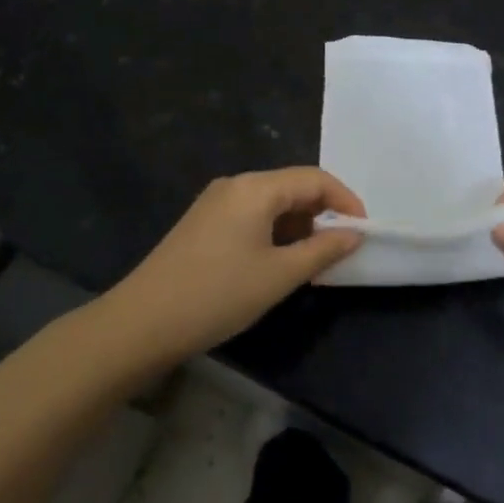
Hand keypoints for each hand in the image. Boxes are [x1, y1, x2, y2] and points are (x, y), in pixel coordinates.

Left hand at [107, 167, 365, 358]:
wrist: (141, 324)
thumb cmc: (217, 295)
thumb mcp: (278, 276)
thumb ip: (322, 251)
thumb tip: (354, 234)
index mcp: (255, 188)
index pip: (314, 178)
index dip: (345, 200)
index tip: (363, 232)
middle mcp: (234, 185)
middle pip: (291, 187)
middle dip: (321, 215)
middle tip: (339, 252)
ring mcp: (214, 203)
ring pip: (271, 204)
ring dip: (297, 227)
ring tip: (311, 263)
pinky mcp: (202, 224)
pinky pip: (250, 216)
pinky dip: (273, 234)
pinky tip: (277, 264)